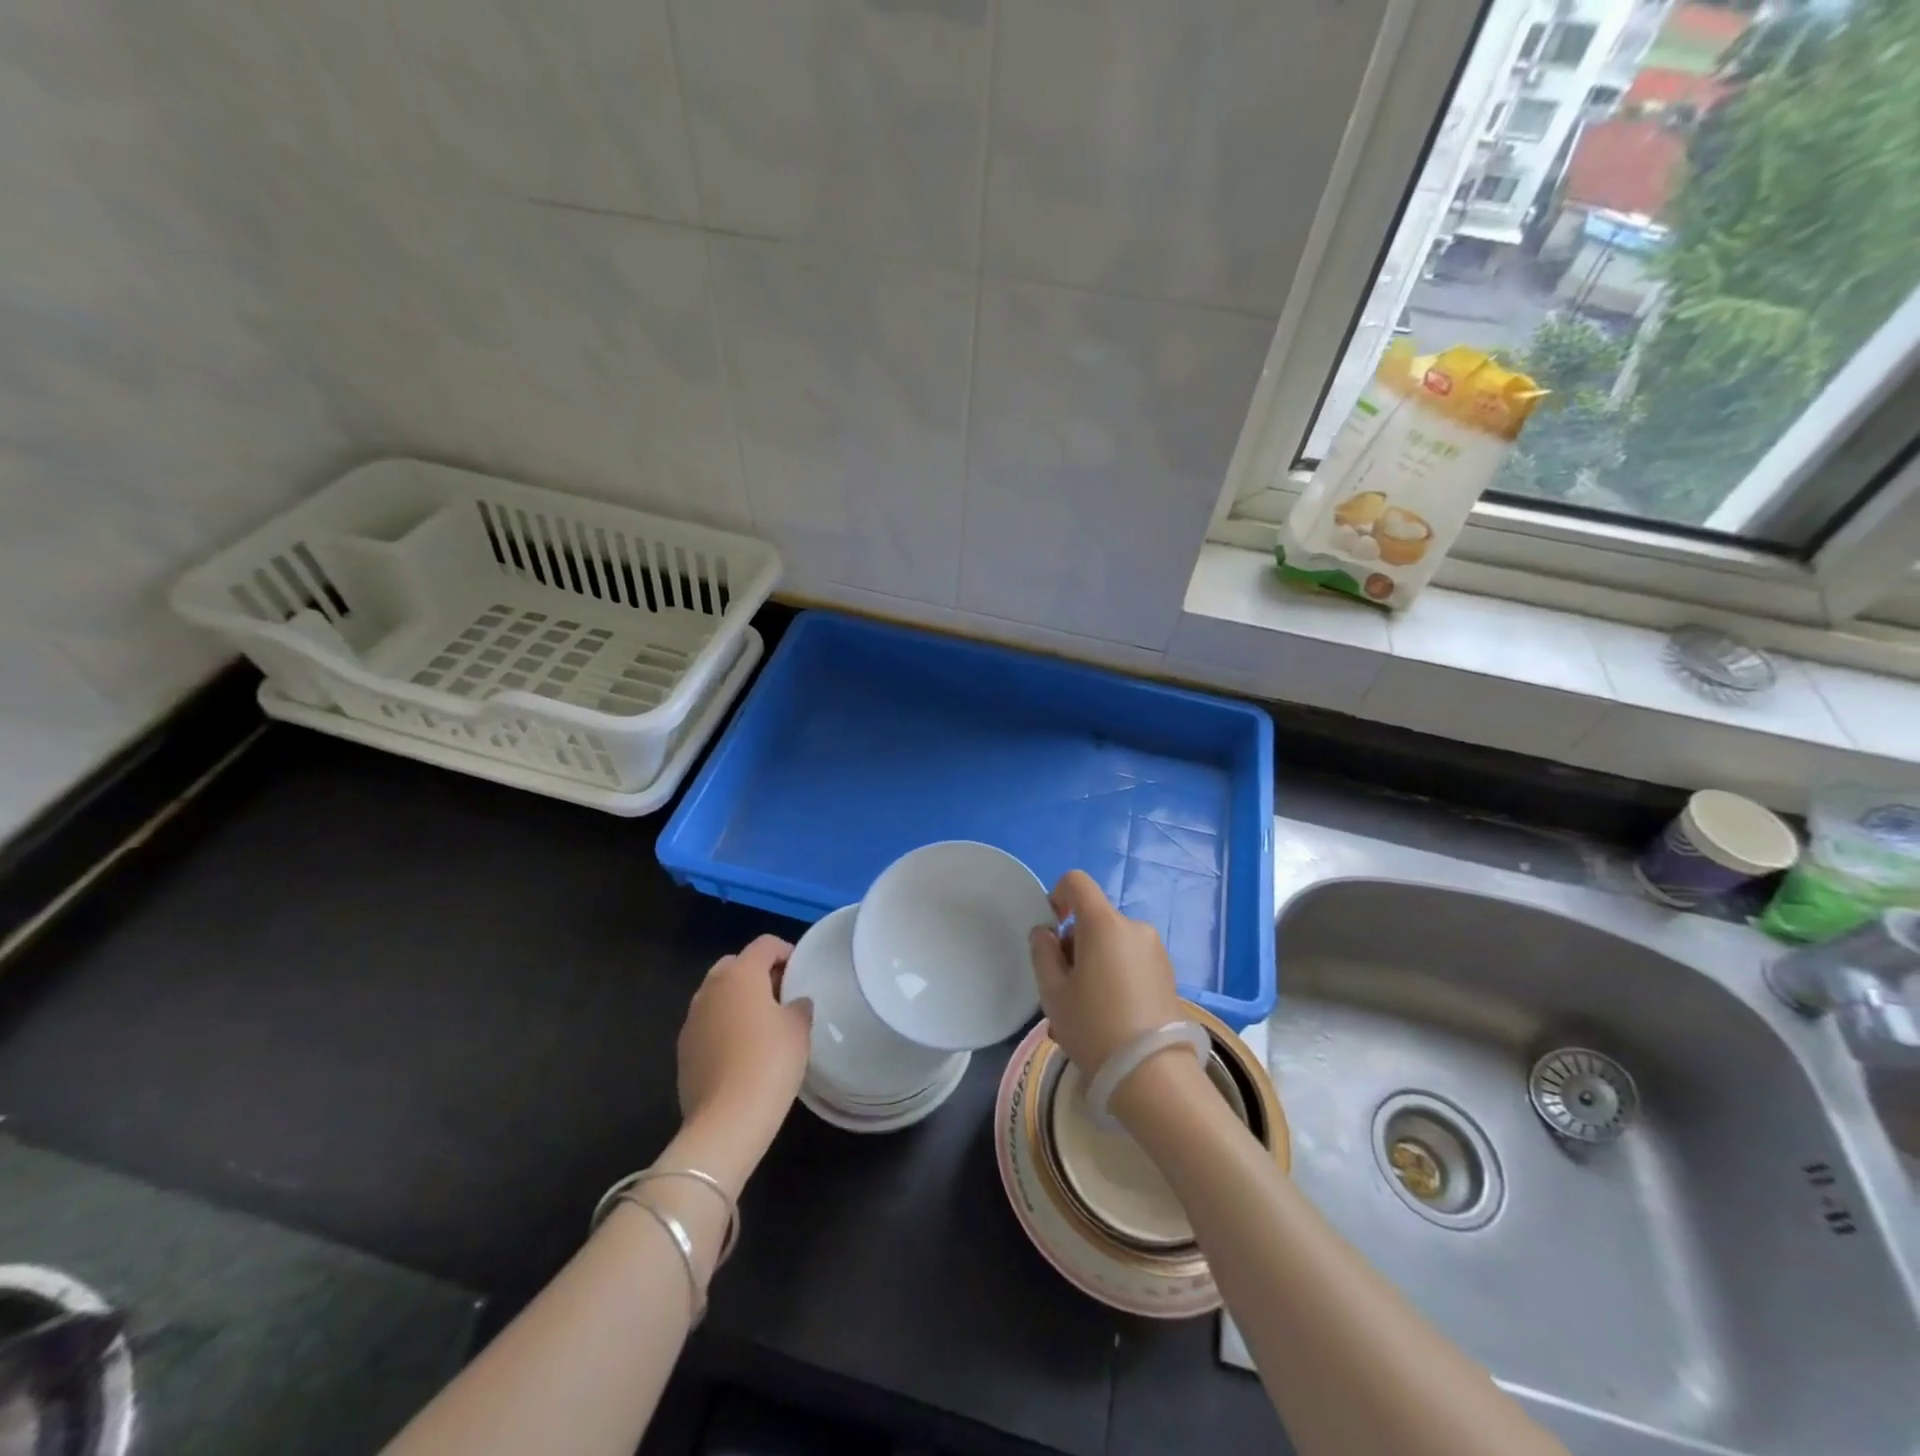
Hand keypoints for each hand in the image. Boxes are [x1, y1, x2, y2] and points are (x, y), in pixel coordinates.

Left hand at [677, 936, 810, 1162]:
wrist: (726, 1121)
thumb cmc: (770, 1062)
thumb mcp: (799, 1029)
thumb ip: (798, 1006)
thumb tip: (794, 1003)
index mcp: (740, 974)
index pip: (765, 945)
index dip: (786, 951)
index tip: (801, 971)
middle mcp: (710, 988)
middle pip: (735, 965)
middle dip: (757, 973)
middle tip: (781, 995)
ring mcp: (692, 1019)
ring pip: (717, 994)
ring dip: (738, 999)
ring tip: (762, 1024)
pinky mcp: (683, 1049)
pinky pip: (707, 1023)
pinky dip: (724, 1026)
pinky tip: (742, 1052)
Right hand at [1028, 870, 1184, 1074]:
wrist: (1153, 1075)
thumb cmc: (1094, 1027)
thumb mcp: (1053, 992)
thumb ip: (1043, 953)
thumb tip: (1046, 933)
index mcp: (1104, 923)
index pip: (1076, 882)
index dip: (1057, 896)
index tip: (1051, 931)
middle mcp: (1134, 928)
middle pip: (1094, 920)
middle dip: (1074, 947)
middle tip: (1062, 991)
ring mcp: (1155, 952)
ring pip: (1112, 946)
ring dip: (1093, 967)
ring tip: (1082, 1015)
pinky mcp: (1168, 976)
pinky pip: (1130, 964)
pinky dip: (1114, 979)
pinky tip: (1107, 1021)